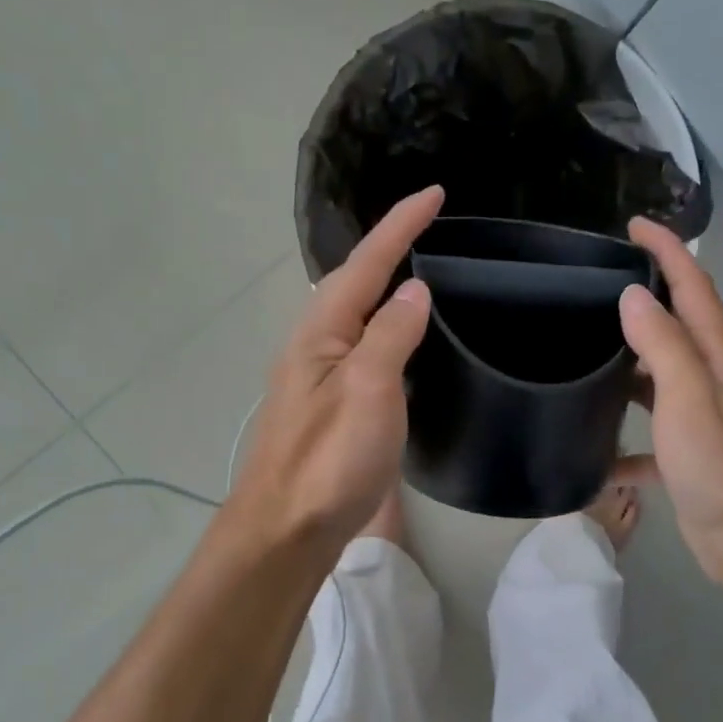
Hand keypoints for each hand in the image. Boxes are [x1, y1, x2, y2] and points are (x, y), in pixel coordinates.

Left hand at [226, 186, 442, 548]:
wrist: (287, 527)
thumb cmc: (329, 458)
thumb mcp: (368, 389)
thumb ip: (391, 335)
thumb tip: (413, 290)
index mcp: (322, 330)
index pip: (367, 263)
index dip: (400, 226)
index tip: (435, 193)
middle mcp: (316, 343)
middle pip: (355, 280)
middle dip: (390, 246)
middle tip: (430, 225)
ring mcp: (321, 374)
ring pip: (356, 312)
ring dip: (384, 282)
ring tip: (420, 265)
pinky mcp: (332, 403)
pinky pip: (363, 344)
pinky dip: (386, 324)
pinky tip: (401, 335)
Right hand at [618, 218, 722, 581]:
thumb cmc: (722, 467)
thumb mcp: (688, 399)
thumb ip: (662, 345)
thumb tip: (633, 296)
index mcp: (718, 357)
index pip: (693, 286)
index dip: (666, 251)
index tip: (633, 225)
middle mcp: (713, 379)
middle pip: (677, 325)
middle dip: (645, 297)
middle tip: (596, 284)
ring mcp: (701, 417)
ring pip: (659, 376)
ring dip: (629, 362)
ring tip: (583, 349)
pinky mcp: (688, 454)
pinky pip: (650, 434)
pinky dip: (625, 437)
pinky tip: (594, 449)